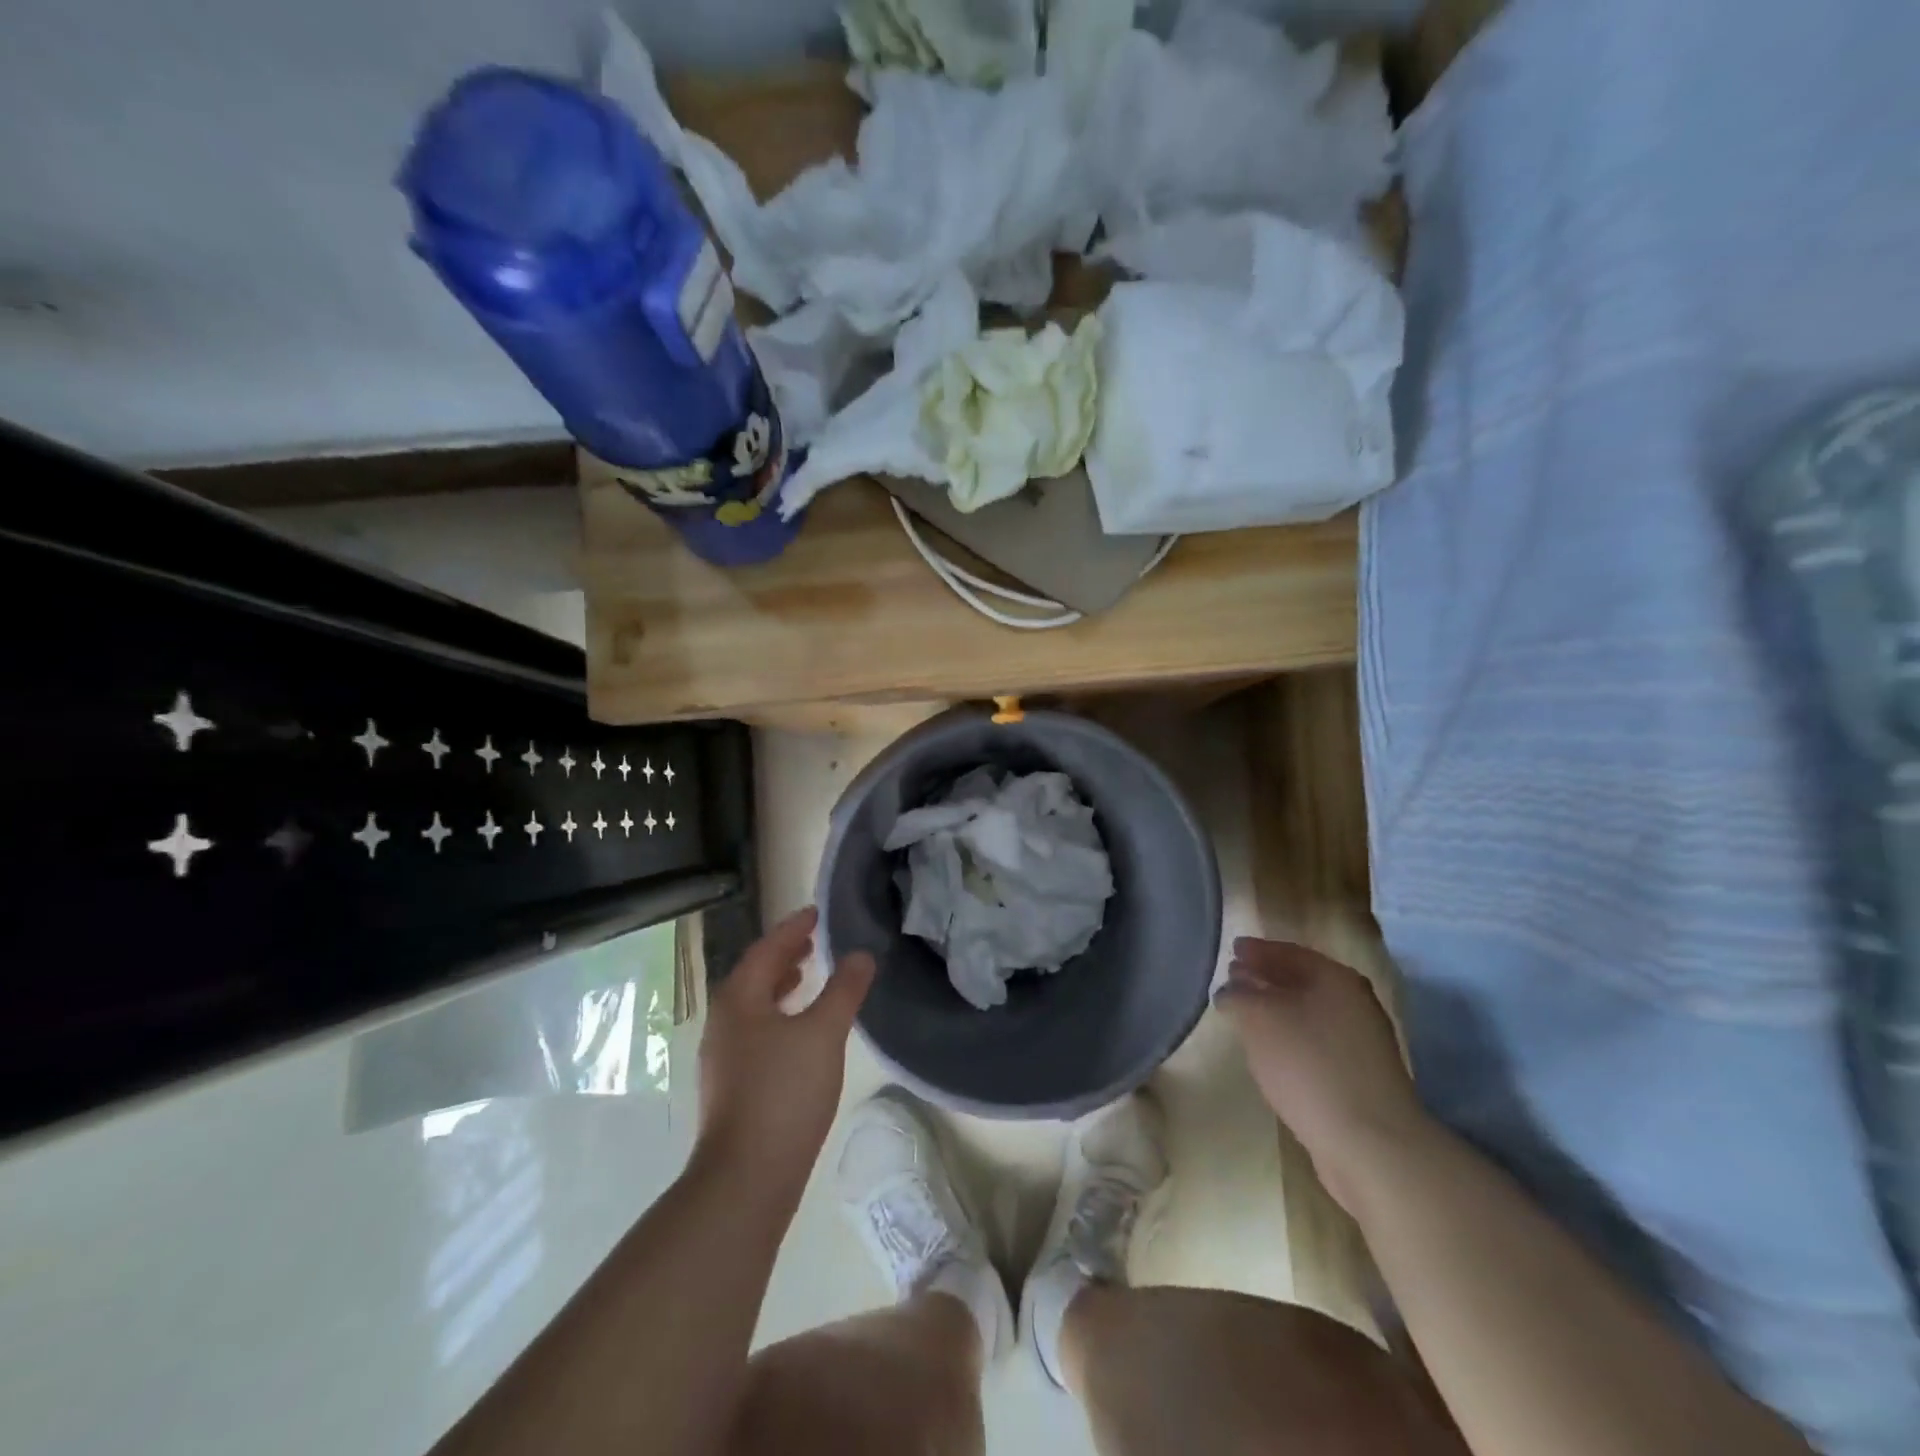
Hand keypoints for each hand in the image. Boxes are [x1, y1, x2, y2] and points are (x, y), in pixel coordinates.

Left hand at [696, 907, 875, 1198]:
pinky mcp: (731, 1084)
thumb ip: (844, 990)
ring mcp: (723, 1056)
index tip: (816, 913)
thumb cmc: (784, 1093)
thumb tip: (861, 955)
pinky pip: (755, 1029)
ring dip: (779, 984)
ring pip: (753, 1004)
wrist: (746, 1177)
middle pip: (754, 975)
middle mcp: (723, 1021)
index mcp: (739, 999)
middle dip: (784, 954)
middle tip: (813, 941)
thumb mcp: (823, 1033)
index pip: (766, 949)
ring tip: (806, 977)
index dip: (793, 928)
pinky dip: (777, 1014)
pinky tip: (798, 1031)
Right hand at [1214, 937, 1430, 1214]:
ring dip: (1278, 1010)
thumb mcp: (1259, 1018)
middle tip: (1233, 979)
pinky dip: (1292, 1037)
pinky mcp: (1361, 1076)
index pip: (1288, 951)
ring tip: (1246, 1016)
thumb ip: (1239, 994)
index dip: (1256, 949)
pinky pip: (1317, 1042)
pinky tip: (1273, 1051)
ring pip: (1309, 1012)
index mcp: (1335, 977)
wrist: (1371, 1143)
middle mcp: (1354, 1002)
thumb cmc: (1310, 1065)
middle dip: (1266, 978)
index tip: (1230, 949)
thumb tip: (1232, 989)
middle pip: (1301, 980)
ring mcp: (1362, 1041)